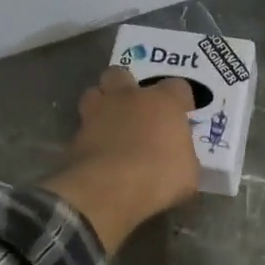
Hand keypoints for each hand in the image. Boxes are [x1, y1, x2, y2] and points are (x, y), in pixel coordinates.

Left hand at [46, 67, 200, 251]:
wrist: (110, 190)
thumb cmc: (159, 177)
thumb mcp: (188, 171)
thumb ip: (182, 154)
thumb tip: (178, 156)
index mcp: (163, 102)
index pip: (177, 86)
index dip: (179, 100)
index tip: (181, 114)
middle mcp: (128, 98)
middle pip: (120, 74)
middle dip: (125, 86)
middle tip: (134, 108)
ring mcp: (97, 113)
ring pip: (93, 93)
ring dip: (101, 104)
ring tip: (109, 124)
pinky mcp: (76, 136)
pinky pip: (83, 127)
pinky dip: (89, 136)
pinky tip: (96, 153)